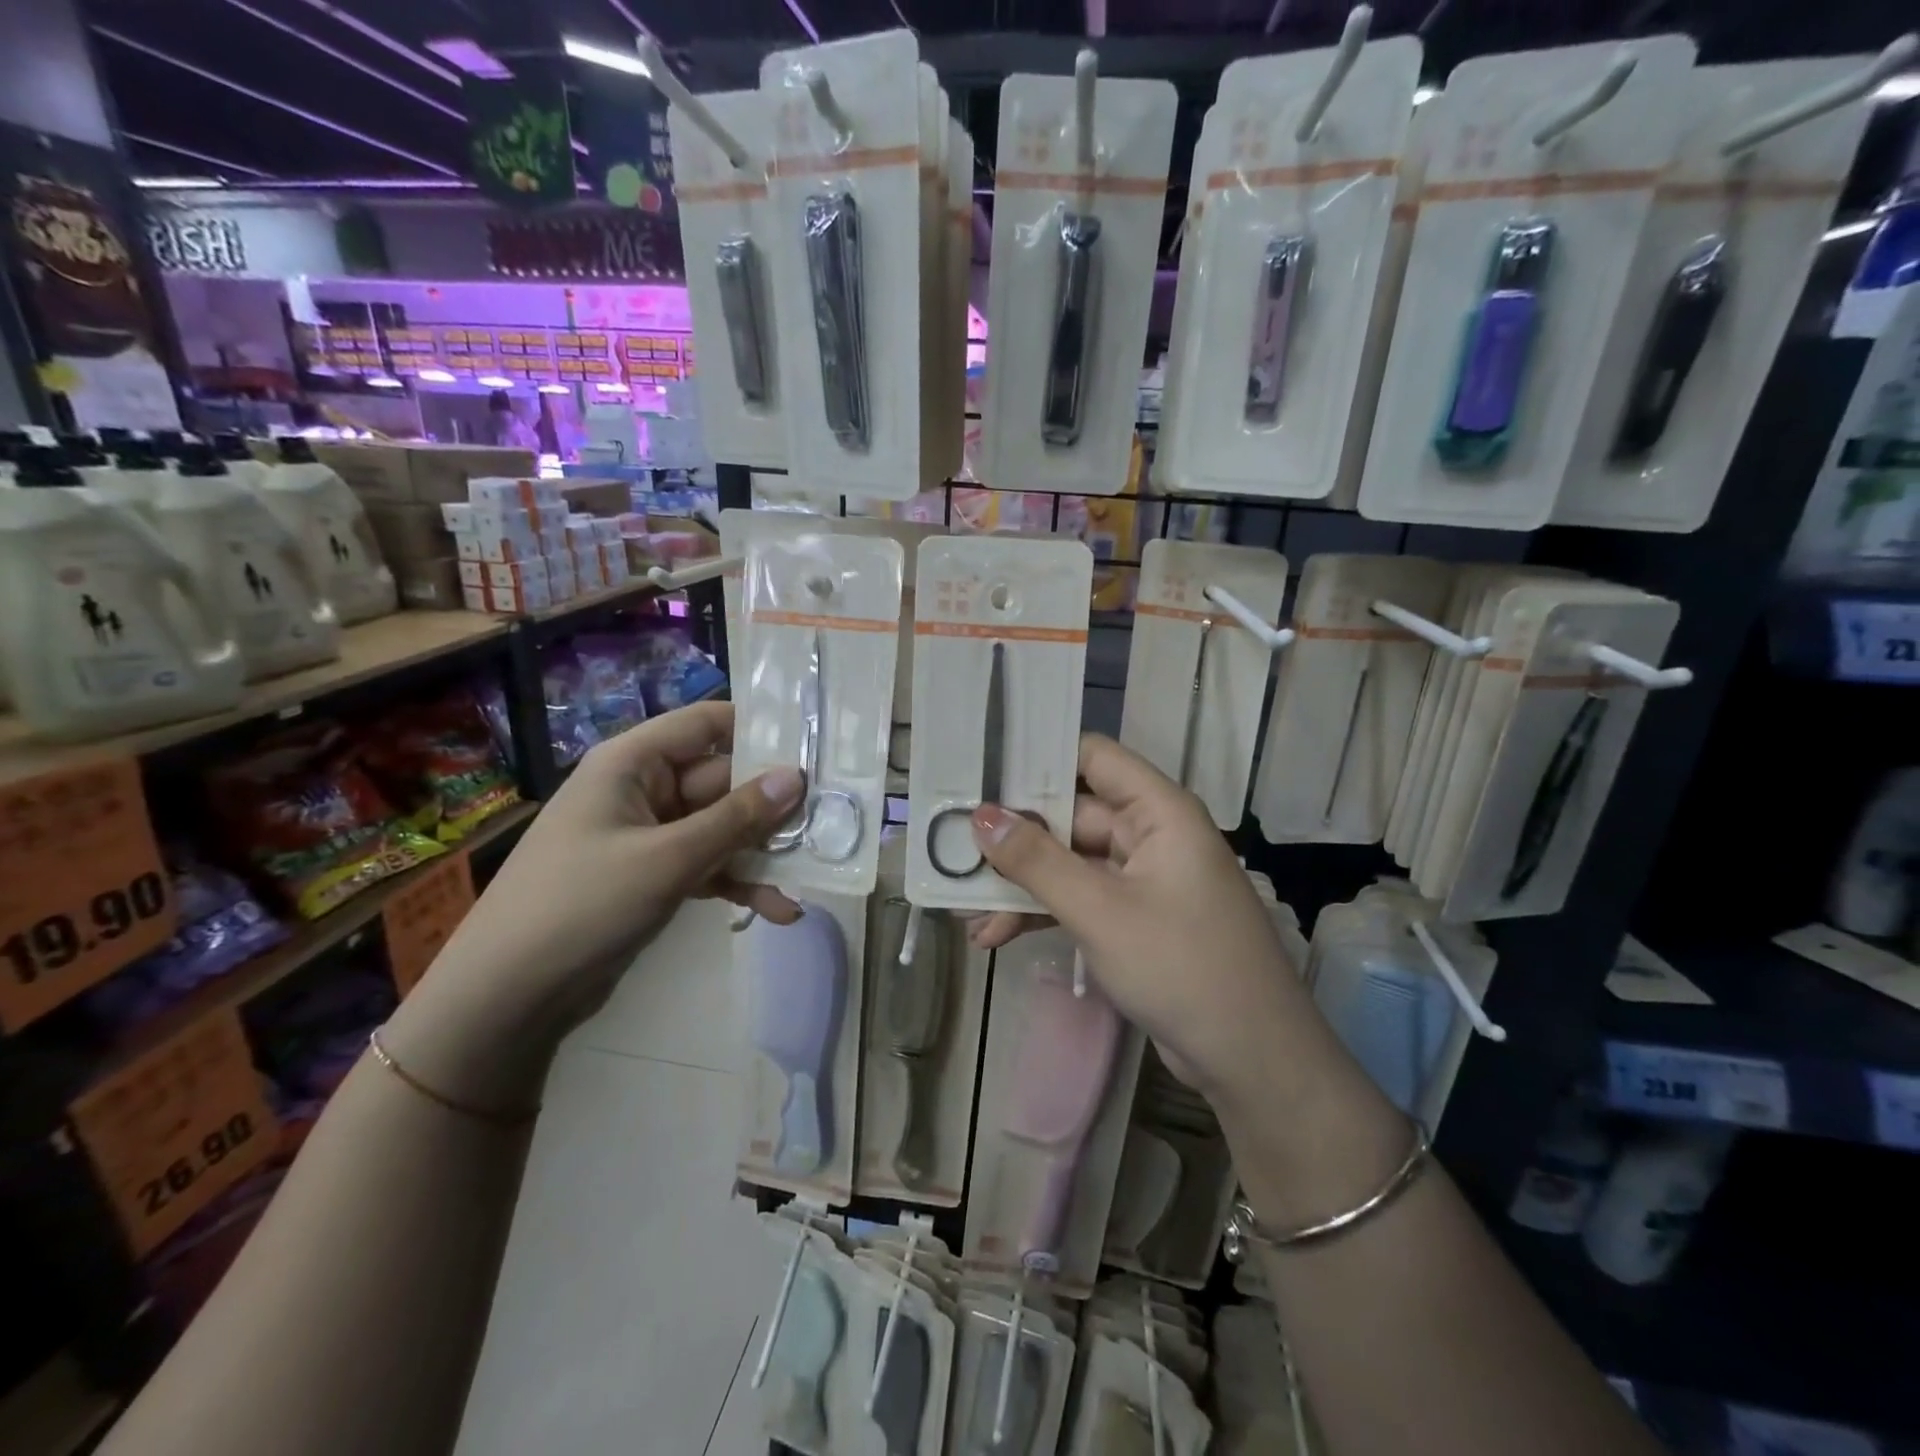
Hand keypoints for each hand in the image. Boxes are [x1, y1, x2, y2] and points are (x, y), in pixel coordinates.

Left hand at [383, 702, 802, 1111]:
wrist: (508, 997)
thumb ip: (736, 818)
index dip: (760, 729)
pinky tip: (779, 910)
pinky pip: (708, 865)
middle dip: (773, 806)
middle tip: (832, 821)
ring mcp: (650, 836)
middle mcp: (643, 790)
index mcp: (633, 763)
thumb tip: (797, 777)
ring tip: (813, 874)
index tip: (815, 746)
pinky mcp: (654, 876)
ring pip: (722, 828)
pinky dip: (739, 883)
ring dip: (763, 852)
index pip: (707, 724)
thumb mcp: (668, 859)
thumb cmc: (581, 905)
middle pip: (724, 781)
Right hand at [966, 734, 1312, 1097]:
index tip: (980, 772)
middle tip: (953, 848)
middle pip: (1071, 815)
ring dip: (1021, 883)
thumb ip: (1036, 861)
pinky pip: (1080, 898)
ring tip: (964, 908)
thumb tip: (980, 816)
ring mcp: (1142, 879)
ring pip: (1069, 862)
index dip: (1038, 759)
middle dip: (1014, 838)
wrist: (1251, 1058)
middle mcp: (1150, 834)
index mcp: (1158, 811)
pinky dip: (1042, 912)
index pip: (1092, 757)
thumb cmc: (1181, 966)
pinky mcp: (1134, 918)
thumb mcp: (1099, 910)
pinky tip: (995, 935)